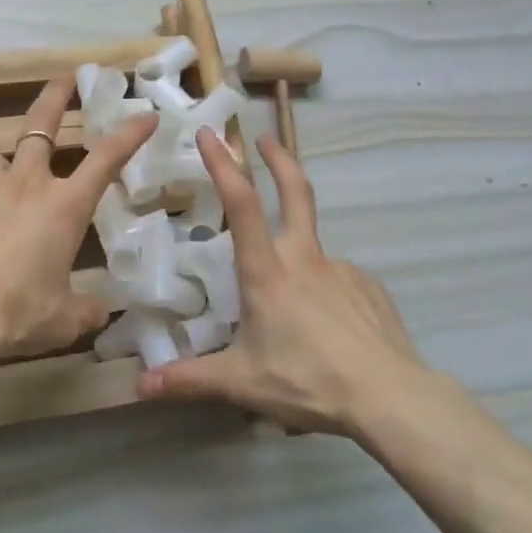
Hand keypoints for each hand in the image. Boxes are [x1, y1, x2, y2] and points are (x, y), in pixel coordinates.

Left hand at [0, 76, 157, 362]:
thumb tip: (103, 311)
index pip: (106, 158)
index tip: (145, 116)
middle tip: (64, 79)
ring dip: (8, 172)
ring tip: (4, 198)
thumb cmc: (16, 313)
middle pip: (41, 125)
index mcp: (63, 206)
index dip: (129, 134)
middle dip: (55, 97)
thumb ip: (87, 310)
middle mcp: (24, 184)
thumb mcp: (62, 319)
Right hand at [137, 128, 428, 436]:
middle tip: (264, 136)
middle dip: (278, 159)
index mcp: (267, 271)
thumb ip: (190, 380)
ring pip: (313, 248)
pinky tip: (328, 326)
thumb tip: (139, 386)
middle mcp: (304, 258)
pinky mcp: (369, 287)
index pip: (242, 203)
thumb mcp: (242, 383)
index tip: (210, 134)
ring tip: (294, 310)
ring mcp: (341, 269)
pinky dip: (326, 292)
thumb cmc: (309, 381)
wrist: (392, 398)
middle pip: (295, 191)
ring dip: (297, 254)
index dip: (224, 165)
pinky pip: (338, 281)